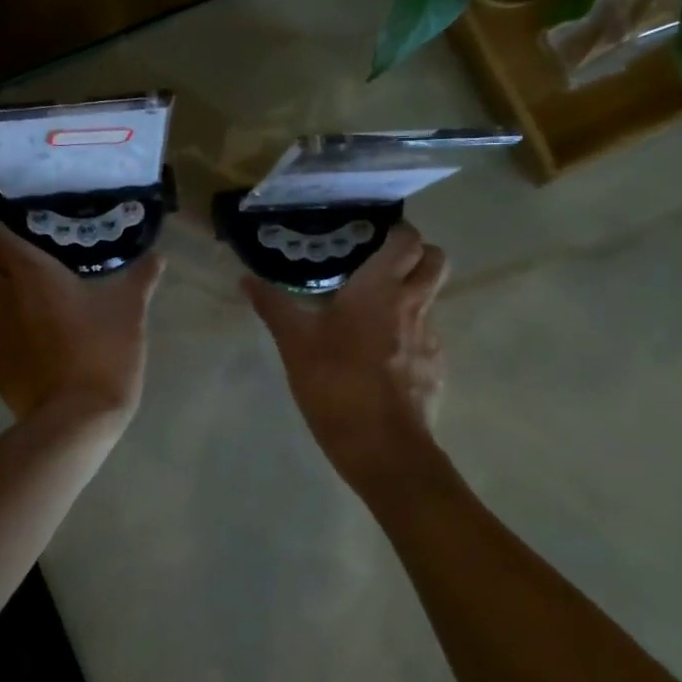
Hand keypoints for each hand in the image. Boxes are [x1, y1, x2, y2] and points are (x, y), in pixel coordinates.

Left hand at [0, 217, 163, 426]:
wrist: (76, 416)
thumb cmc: (103, 351)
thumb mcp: (130, 310)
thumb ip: (140, 277)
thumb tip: (156, 257)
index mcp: (30, 272)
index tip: (5, 222)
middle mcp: (1, 295)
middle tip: (6, 258)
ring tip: (17, 297)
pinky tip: (23, 339)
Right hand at [244, 223, 448, 493]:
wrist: (383, 449)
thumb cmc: (336, 385)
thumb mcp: (294, 344)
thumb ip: (273, 306)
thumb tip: (246, 278)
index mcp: (380, 289)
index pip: (407, 239)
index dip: (395, 232)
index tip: (369, 237)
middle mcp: (413, 305)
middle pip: (435, 260)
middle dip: (415, 255)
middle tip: (380, 265)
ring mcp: (430, 337)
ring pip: (430, 299)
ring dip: (409, 296)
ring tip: (372, 313)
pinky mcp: (435, 368)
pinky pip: (426, 336)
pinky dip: (408, 334)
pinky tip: (380, 356)